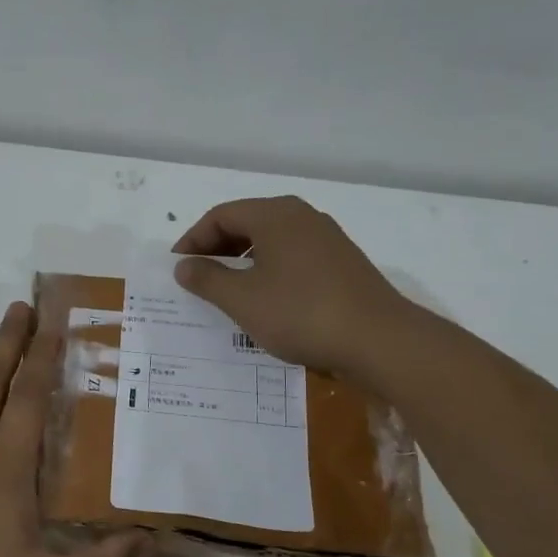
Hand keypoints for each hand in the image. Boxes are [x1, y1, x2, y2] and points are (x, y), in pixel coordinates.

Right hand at [171, 196, 416, 383]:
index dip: (193, 240)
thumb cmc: (301, 313)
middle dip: (217, 250)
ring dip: (243, 262)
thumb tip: (184, 265)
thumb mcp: (242, 299)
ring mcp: (327, 240)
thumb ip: (207, 279)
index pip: (220, 216)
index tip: (178, 269)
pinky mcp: (342, 264)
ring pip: (272, 242)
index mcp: (275, 215)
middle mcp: (302, 217)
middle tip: (197, 279)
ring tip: (227, 292)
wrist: (380, 341)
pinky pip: (293, 258)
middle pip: (247, 224)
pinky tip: (266, 302)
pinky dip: (270, 272)